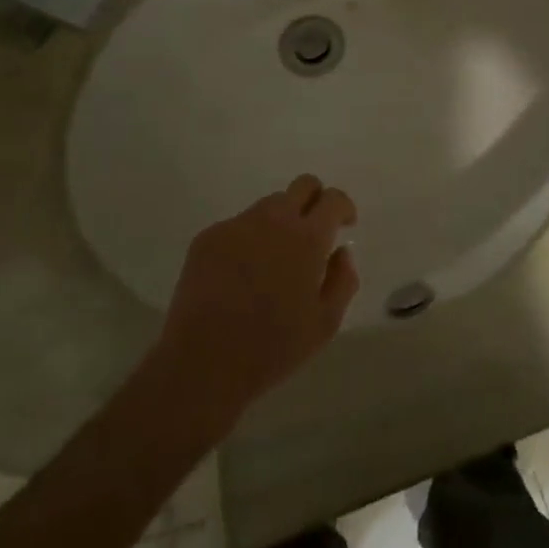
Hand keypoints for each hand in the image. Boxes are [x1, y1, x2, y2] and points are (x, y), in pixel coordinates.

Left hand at [158, 176, 359, 417]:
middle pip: (302, 185)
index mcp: (307, 238)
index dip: (343, 208)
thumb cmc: (273, 347)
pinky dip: (248, 240)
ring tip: (273, 261)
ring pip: (268, 206)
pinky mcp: (207, 237)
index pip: (333, 199)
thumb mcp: (325, 323)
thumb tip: (341, 252)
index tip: (345, 225)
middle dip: (315, 200)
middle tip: (313, 232)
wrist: (203, 362)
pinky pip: (238, 226)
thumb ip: (343, 280)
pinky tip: (241, 276)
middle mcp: (273, 220)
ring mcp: (237, 225)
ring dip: (281, 222)